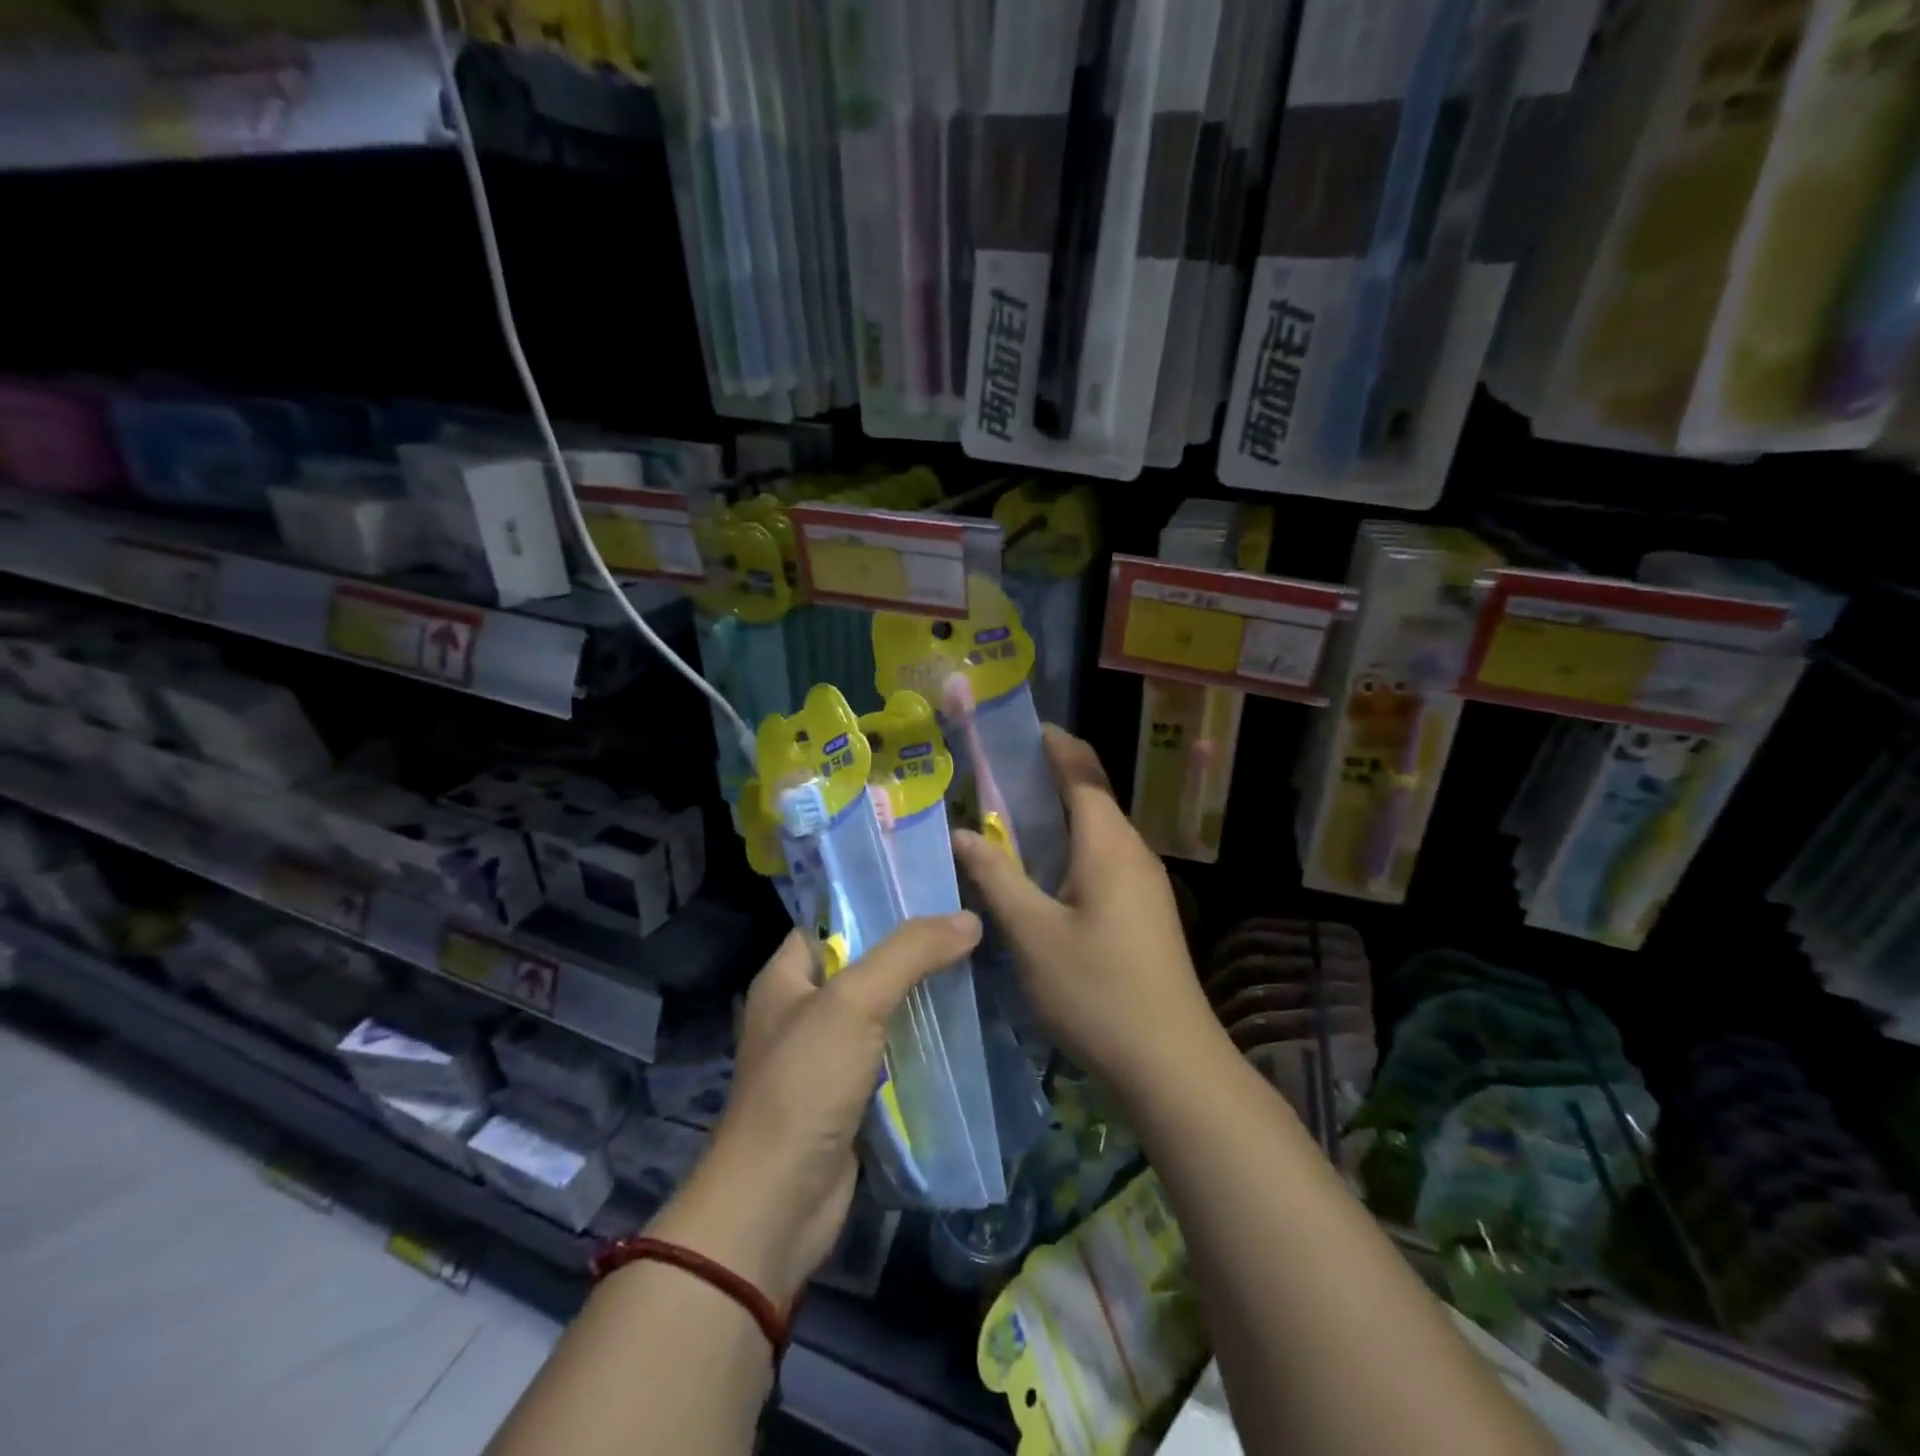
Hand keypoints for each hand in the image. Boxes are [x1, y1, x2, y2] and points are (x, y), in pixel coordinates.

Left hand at [647, 914, 981, 1306]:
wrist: (778, 1204)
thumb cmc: (805, 1084)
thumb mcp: (854, 1003)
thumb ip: (909, 954)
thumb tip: (968, 919)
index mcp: (787, 976)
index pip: (833, 918)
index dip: (878, 900)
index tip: (932, 886)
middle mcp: (804, 1009)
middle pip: (864, 962)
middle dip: (912, 947)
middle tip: (967, 922)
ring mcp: (828, 1054)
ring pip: (883, 1008)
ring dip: (922, 993)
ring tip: (977, 962)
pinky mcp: (852, 1094)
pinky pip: (893, 1051)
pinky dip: (922, 1038)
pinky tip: (964, 1021)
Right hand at [953, 727, 1218, 1089]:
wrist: (1171, 1062)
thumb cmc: (1096, 990)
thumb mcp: (1032, 933)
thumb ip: (996, 877)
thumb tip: (961, 832)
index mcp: (1108, 844)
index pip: (1081, 772)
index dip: (1054, 744)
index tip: (1020, 727)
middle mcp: (1132, 851)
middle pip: (1092, 795)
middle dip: (1051, 775)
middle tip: (998, 771)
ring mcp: (1145, 883)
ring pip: (1099, 830)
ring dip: (1060, 814)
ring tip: (1011, 814)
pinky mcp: (1146, 911)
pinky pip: (1104, 858)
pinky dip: (1072, 845)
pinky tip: (1044, 870)